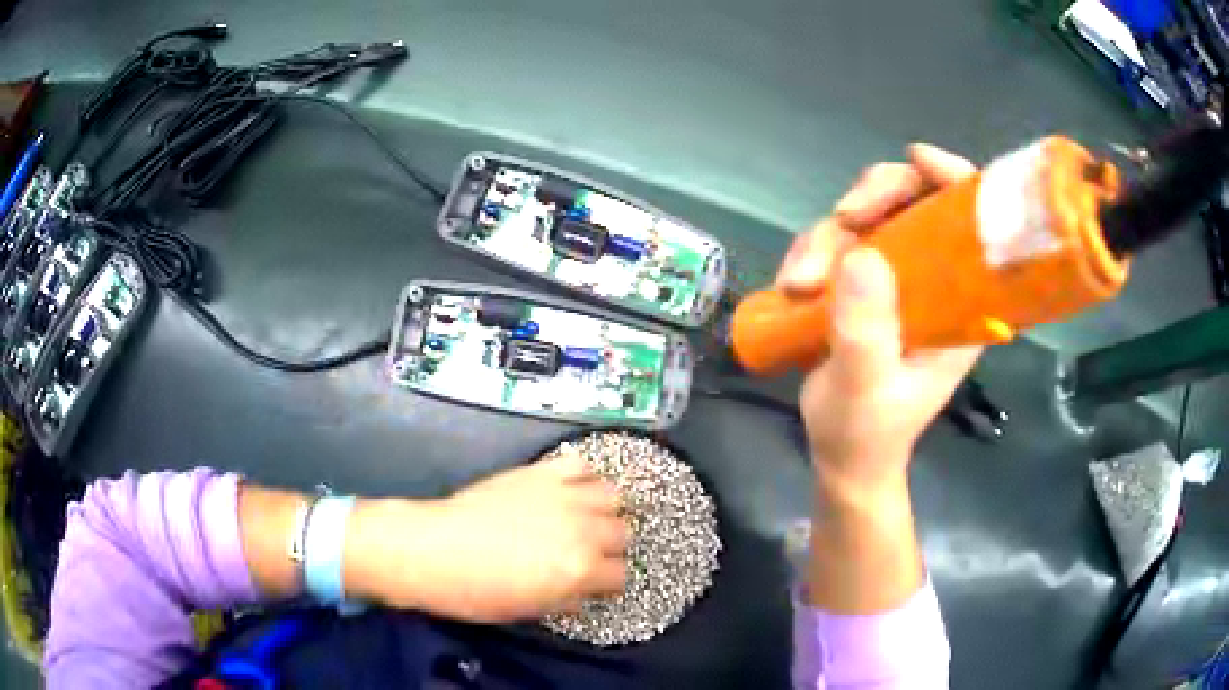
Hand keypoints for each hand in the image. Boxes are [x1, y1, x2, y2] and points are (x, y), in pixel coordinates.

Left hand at [348, 451, 627, 622]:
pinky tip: (569, 490)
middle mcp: (583, 530)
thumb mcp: (529, 610)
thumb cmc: (477, 592)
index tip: (595, 584)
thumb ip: (567, 600)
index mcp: (581, 570)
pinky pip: (580, 465)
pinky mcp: (541, 473)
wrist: (434, 550)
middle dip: (609, 546)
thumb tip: (581, 592)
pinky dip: (582, 476)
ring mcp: (564, 497)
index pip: (621, 575)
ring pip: (612, 495)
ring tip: (583, 519)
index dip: (608, 582)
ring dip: (603, 510)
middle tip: (586, 552)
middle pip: (622, 533)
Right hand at [776, 143, 982, 497]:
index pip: (971, 220)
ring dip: (826, 237)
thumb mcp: (867, 388)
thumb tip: (861, 251)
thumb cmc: (868, 432)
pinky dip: (809, 252)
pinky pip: (834, 241)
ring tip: (798, 284)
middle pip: (913, 199)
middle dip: (873, 198)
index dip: (952, 178)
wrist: (842, 455)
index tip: (918, 161)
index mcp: (962, 301)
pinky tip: (792, 285)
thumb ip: (867, 330)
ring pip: (865, 217)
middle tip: (843, 218)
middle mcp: (934, 278)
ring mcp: (895, 277)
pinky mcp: (860, 283)